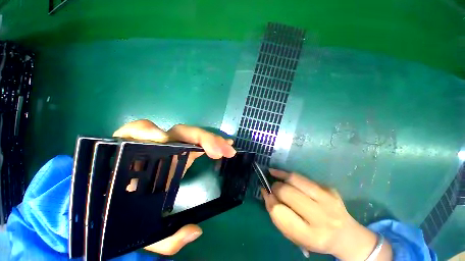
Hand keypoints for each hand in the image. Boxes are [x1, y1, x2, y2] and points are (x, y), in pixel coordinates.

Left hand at [113, 119, 235, 254]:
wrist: (130, 209)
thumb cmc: (132, 216)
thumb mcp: (143, 232)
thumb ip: (163, 238)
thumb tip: (195, 230)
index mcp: (139, 162)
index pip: (135, 134)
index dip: (146, 131)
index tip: (163, 140)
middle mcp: (157, 149)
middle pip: (177, 132)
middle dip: (201, 138)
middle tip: (221, 151)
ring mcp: (173, 147)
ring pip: (191, 134)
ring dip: (211, 139)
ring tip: (228, 149)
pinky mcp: (183, 150)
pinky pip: (197, 140)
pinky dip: (212, 141)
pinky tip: (226, 145)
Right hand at [261, 169, 391, 260]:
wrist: (346, 236)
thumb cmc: (316, 239)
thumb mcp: (296, 237)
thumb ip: (278, 217)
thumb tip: (266, 193)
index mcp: (311, 235)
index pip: (280, 212)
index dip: (269, 201)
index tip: (266, 195)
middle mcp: (321, 216)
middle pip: (286, 192)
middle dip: (274, 188)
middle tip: (272, 189)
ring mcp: (327, 199)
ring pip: (294, 179)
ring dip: (280, 178)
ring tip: (273, 177)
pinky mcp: (329, 188)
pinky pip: (301, 176)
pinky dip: (287, 173)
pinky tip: (279, 172)